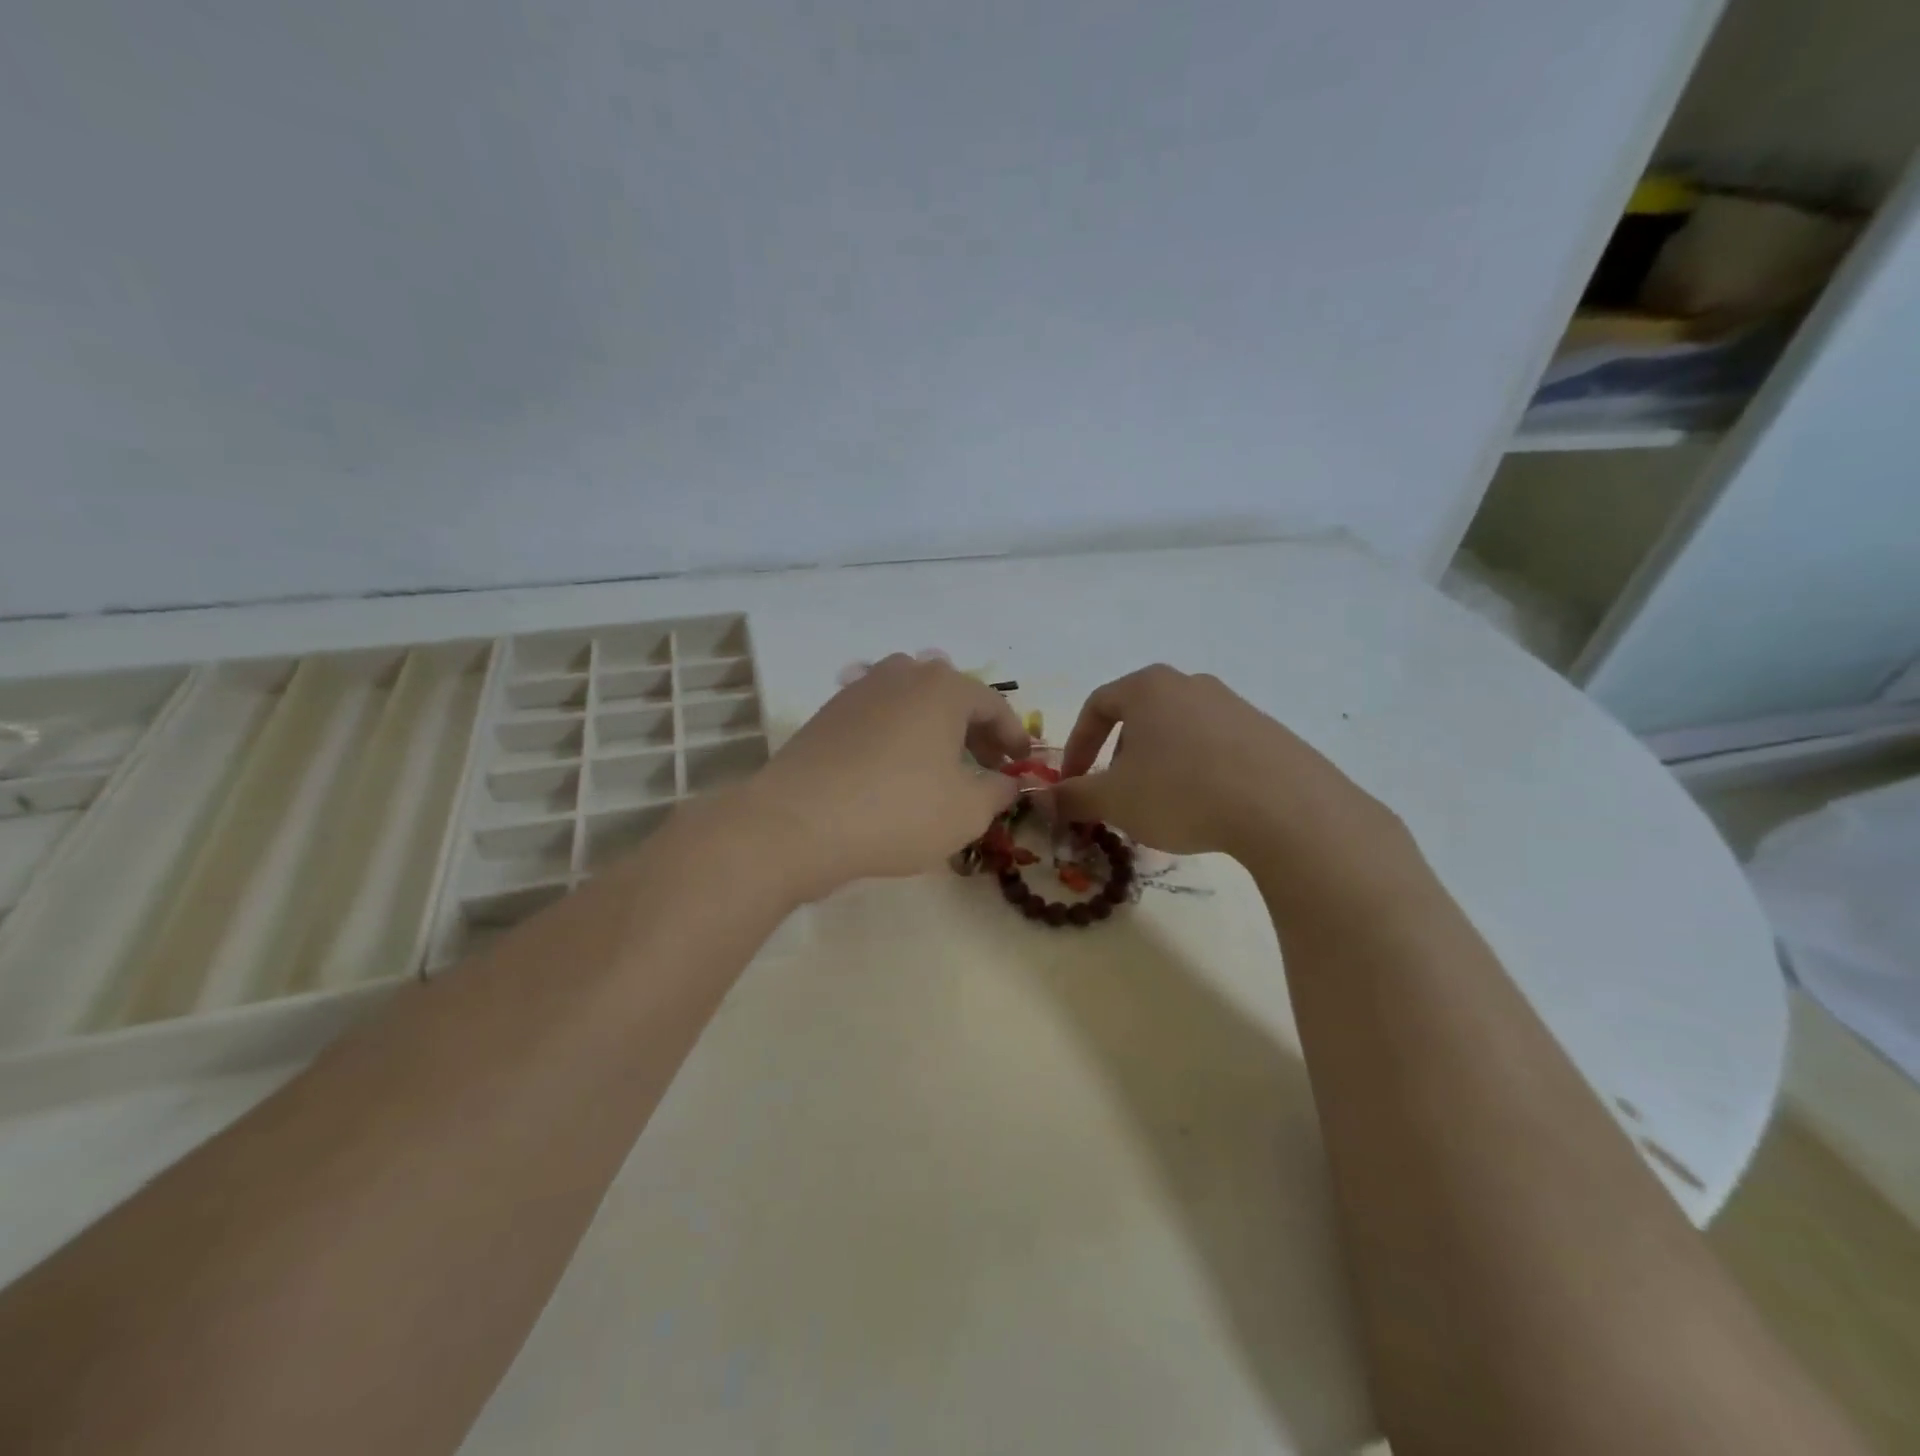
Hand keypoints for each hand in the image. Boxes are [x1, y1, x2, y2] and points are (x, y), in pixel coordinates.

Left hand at [743, 654, 1030, 899]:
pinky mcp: (828, 713)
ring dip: (935, 730)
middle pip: (951, 696)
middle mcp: (901, 674)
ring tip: (941, 767)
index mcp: (943, 687)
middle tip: (987, 766)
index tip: (1021, 763)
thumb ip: (997, 792)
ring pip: (912, 703)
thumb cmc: (897, 811)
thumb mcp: (966, 811)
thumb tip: (1005, 782)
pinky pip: (879, 717)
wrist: (798, 822)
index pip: (993, 705)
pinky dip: (899, 737)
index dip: (1014, 735)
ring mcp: (859, 690)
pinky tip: (896, 771)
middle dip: (975, 731)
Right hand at [1049, 664, 1392, 860]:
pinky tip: (1205, 807)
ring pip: (1177, 733)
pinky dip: (1197, 772)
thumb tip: (1041, 799)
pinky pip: (1215, 748)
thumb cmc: (1180, 791)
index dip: (1076, 745)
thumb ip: (1072, 797)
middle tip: (1117, 796)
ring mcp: (1233, 704)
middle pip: (1139, 718)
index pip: (1096, 706)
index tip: (1072, 781)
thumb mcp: (1113, 800)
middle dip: (1118, 758)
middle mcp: (1190, 684)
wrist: (1283, 807)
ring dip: (1157, 766)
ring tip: (1161, 806)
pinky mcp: (1266, 731)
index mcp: (1148, 687)